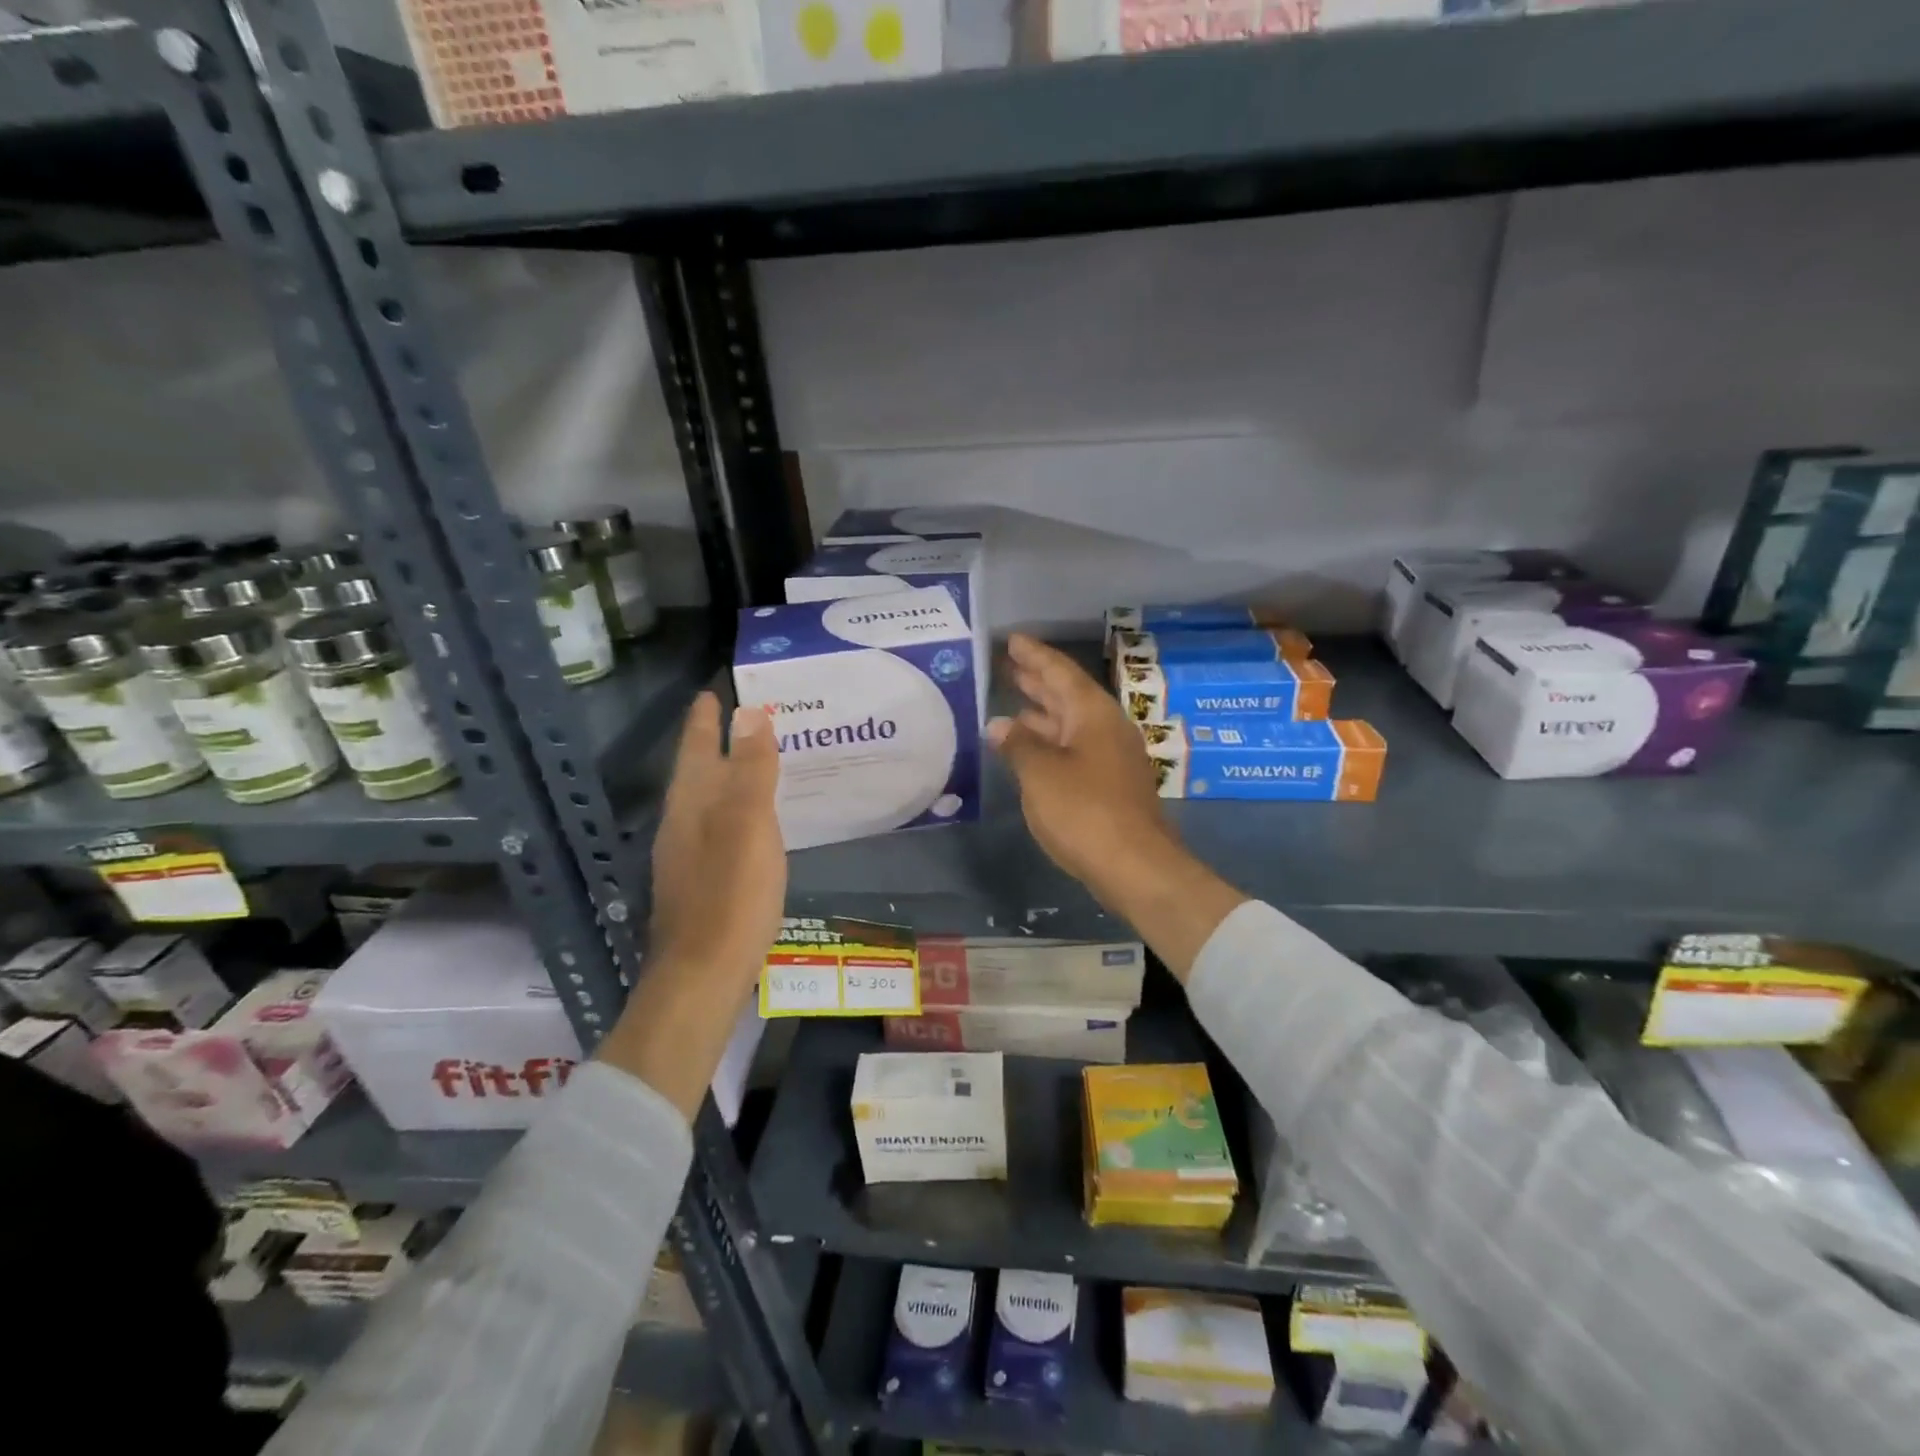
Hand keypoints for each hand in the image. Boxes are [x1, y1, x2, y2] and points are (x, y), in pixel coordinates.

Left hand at [648, 692, 785, 994]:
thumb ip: (751, 769)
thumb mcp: (749, 823)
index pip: (697, 748)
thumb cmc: (731, 894)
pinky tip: (748, 823)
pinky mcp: (698, 883)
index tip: (711, 691)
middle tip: (738, 719)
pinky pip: (715, 828)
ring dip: (723, 776)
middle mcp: (681, 824)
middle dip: (713, 743)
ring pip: (704, 802)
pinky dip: (731, 810)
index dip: (704, 719)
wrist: (703, 973)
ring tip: (748, 762)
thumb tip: (750, 712)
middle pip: (696, 773)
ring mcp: (686, 856)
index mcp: (692, 804)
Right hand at [989, 633, 1244, 979]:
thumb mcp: (1040, 774)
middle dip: (1037, 680)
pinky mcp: (1110, 784)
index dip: (1034, 655)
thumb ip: (1018, 745)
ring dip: (1042, 713)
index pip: (1060, 672)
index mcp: (1092, 714)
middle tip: (1008, 665)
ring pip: (1071, 724)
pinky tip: (1029, 750)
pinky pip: (1074, 749)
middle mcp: (1106, 728)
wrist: (1135, 866)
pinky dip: (1050, 742)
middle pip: (1068, 695)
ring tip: (1011, 704)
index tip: (1012, 640)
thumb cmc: (1084, 811)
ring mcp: (1111, 757)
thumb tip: (999, 725)